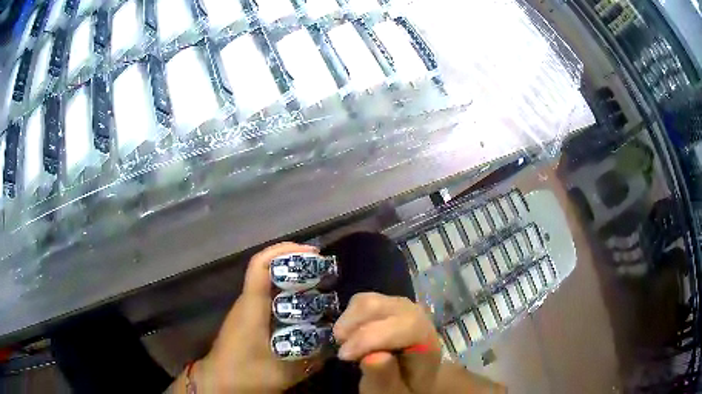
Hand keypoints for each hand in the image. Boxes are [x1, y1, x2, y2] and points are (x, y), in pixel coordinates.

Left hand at [194, 242, 324, 393]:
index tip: (312, 253)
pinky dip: (288, 298)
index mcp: (252, 307)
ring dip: (293, 281)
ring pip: (269, 285)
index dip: (284, 251)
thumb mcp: (284, 372)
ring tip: (322, 290)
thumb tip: (336, 344)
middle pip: (267, 270)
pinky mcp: (249, 320)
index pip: (260, 266)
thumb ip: (311, 359)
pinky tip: (306, 312)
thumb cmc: (245, 374)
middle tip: (326, 273)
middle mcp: (248, 302)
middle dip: (295, 265)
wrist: (217, 382)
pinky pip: (269, 299)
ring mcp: (247, 310)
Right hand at [333, 293, 441, 393]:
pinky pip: (361, 301)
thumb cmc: (403, 386)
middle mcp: (417, 316)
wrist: (412, 375)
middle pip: (382, 307)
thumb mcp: (394, 391)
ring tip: (344, 344)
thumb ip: (386, 378)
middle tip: (342, 353)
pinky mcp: (386, 303)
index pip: (405, 326)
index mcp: (426, 340)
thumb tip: (373, 357)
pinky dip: (348, 317)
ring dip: (348, 322)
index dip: (370, 338)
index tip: (345, 356)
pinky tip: (349, 336)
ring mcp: (401, 306)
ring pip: (368, 300)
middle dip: (354, 328)